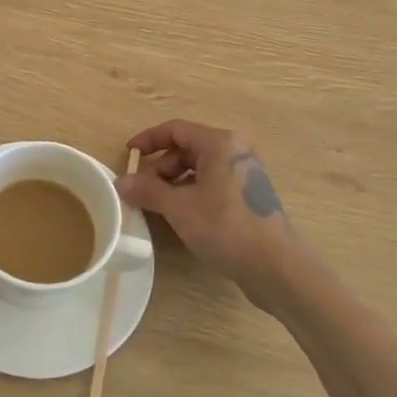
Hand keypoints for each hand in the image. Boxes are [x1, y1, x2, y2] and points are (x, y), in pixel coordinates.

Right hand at [115, 121, 303, 310]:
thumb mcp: (179, 208)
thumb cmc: (226, 227)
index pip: (176, 129)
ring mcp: (246, 173)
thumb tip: (121, 182)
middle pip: (188, 148)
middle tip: (145, 189)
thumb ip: (148, 190)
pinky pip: (214, 183)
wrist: (276, 266)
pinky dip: (193, 192)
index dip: (148, 140)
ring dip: (176, 182)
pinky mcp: (250, 195)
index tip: (129, 155)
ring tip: (161, 205)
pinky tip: (184, 216)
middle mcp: (236, 150)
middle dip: (161, 166)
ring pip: (201, 167)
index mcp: (220, 143)